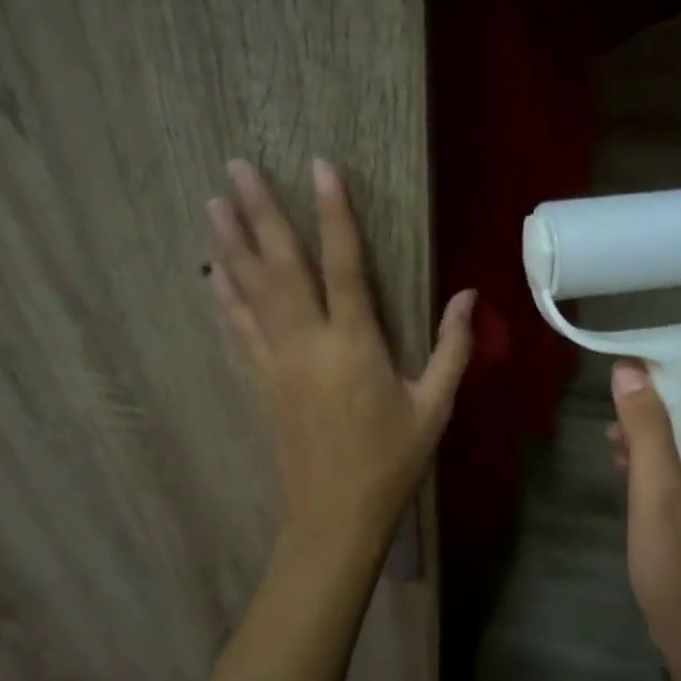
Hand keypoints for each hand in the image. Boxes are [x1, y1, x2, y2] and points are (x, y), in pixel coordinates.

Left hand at [207, 158, 474, 546]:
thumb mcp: (435, 406)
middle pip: (280, 266)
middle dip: (260, 212)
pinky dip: (224, 297)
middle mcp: (307, 343)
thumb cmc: (392, 460)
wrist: (335, 514)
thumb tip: (469, 295)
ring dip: (230, 245)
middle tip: (237, 166)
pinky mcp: (259, 381)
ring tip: (212, 203)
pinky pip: (237, 329)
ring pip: (248, 291)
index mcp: (355, 345)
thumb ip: (452, 347)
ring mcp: (275, 362)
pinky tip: (211, 274)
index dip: (334, 213)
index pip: (343, 265)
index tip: (320, 167)